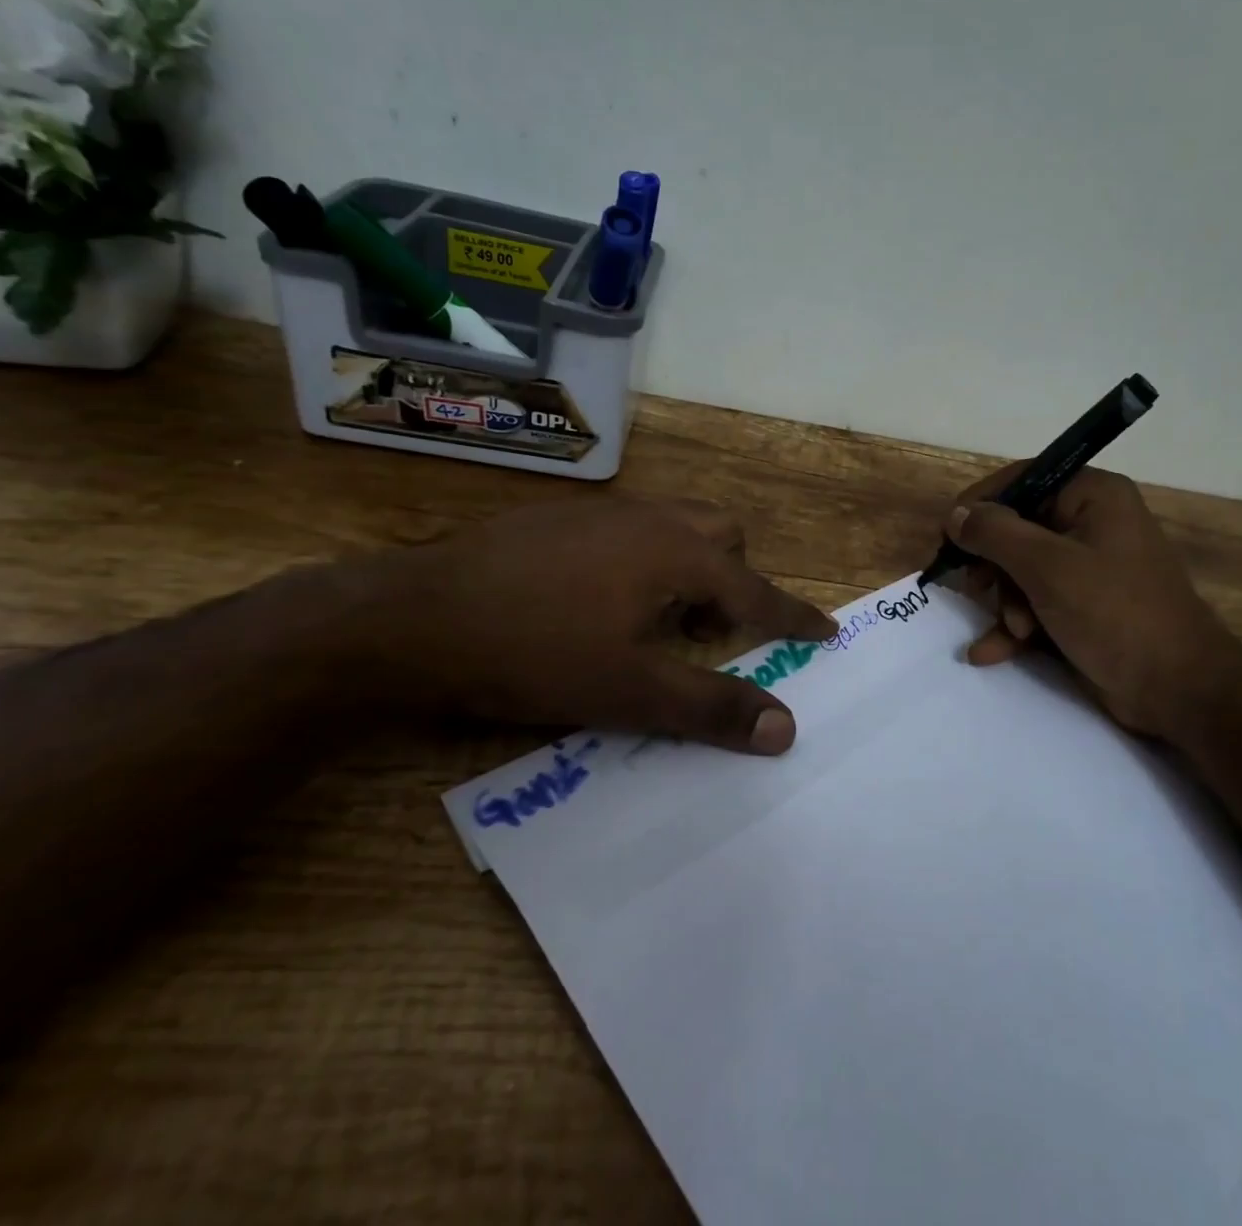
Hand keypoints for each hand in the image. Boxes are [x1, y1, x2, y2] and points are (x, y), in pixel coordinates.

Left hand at [363, 497, 836, 752]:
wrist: (414, 616)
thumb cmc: (536, 653)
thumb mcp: (631, 692)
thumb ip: (712, 707)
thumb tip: (785, 728)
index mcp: (678, 555)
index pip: (757, 591)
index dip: (795, 616)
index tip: (827, 631)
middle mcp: (650, 519)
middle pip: (723, 535)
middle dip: (734, 578)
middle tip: (711, 630)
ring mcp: (602, 513)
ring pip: (675, 526)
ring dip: (688, 568)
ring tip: (658, 619)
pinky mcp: (560, 519)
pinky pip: (631, 530)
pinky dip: (644, 561)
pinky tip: (599, 601)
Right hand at [941, 466, 1241, 738]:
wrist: (1179, 691)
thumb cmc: (1115, 614)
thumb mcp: (1048, 568)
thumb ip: (995, 535)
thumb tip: (956, 514)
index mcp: (1092, 496)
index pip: (1022, 480)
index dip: (981, 505)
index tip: (947, 534)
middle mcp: (1090, 523)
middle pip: (1017, 529)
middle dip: (996, 568)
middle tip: (977, 589)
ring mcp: (1088, 568)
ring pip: (1021, 572)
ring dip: (1007, 604)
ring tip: (1016, 632)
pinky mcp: (1083, 607)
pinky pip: (1035, 603)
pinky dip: (1013, 627)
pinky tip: (988, 653)